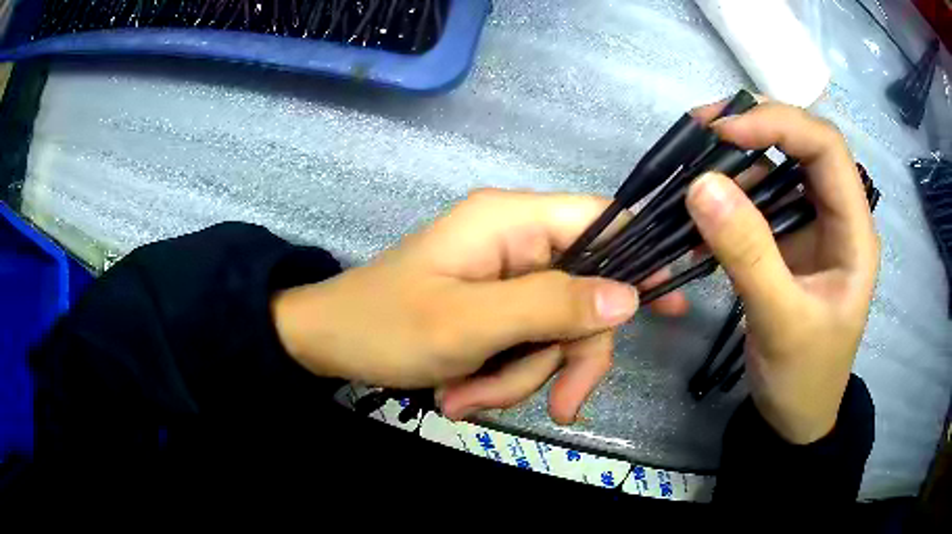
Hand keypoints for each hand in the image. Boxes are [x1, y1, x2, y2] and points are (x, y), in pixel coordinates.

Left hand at [272, 189, 687, 423]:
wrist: (325, 343)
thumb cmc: (383, 326)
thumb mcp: (469, 323)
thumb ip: (552, 306)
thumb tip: (628, 297)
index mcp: (511, 221)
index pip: (602, 219)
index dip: (642, 256)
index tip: (672, 303)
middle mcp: (516, 242)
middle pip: (583, 297)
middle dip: (562, 357)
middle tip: (553, 407)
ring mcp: (505, 279)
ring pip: (553, 332)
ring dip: (522, 377)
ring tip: (467, 400)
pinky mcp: (493, 308)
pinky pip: (525, 345)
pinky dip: (503, 378)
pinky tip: (464, 395)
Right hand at [686, 102, 878, 443]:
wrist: (796, 416)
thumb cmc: (803, 377)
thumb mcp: (781, 323)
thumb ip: (748, 255)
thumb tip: (701, 185)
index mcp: (855, 231)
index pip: (826, 148)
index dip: (778, 125)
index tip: (724, 130)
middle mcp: (836, 215)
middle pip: (802, 145)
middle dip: (755, 126)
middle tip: (701, 126)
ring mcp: (811, 226)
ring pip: (777, 168)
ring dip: (736, 160)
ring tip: (691, 167)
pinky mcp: (787, 241)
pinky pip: (758, 201)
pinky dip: (728, 196)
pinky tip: (699, 211)